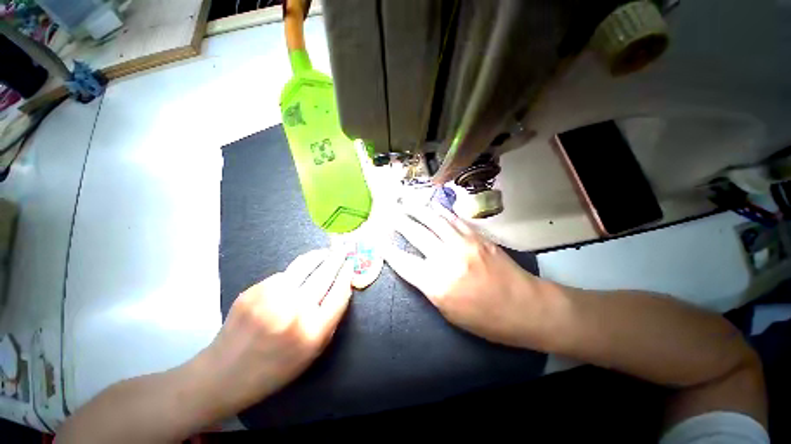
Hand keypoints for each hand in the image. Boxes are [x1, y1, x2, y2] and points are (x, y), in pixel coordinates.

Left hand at [198, 248, 353, 415]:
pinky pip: (283, 274)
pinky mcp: (254, 290)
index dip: (347, 276)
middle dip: (337, 258)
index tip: (351, 265)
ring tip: (325, 252)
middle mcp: (295, 310)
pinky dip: (294, 272)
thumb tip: (340, 287)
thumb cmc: (276, 368)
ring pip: (304, 265)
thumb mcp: (313, 351)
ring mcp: (272, 297)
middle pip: (325, 275)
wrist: (225, 374)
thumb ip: (330, 319)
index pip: (339, 293)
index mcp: (313, 331)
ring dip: (318, 256)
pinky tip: (295, 276)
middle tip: (343, 249)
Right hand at [384, 203, 553, 348]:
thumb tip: (416, 268)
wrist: (525, 307)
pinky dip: (440, 212)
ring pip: (434, 221)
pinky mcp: (477, 237)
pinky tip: (432, 206)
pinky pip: (454, 220)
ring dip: (417, 210)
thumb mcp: (449, 312)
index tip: (379, 240)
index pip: (404, 263)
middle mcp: (447, 259)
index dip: (389, 251)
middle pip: (417, 235)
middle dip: (400, 222)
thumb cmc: (485, 319)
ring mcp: (464, 244)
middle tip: (389, 212)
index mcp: (437, 284)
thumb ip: (429, 287)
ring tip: (405, 201)